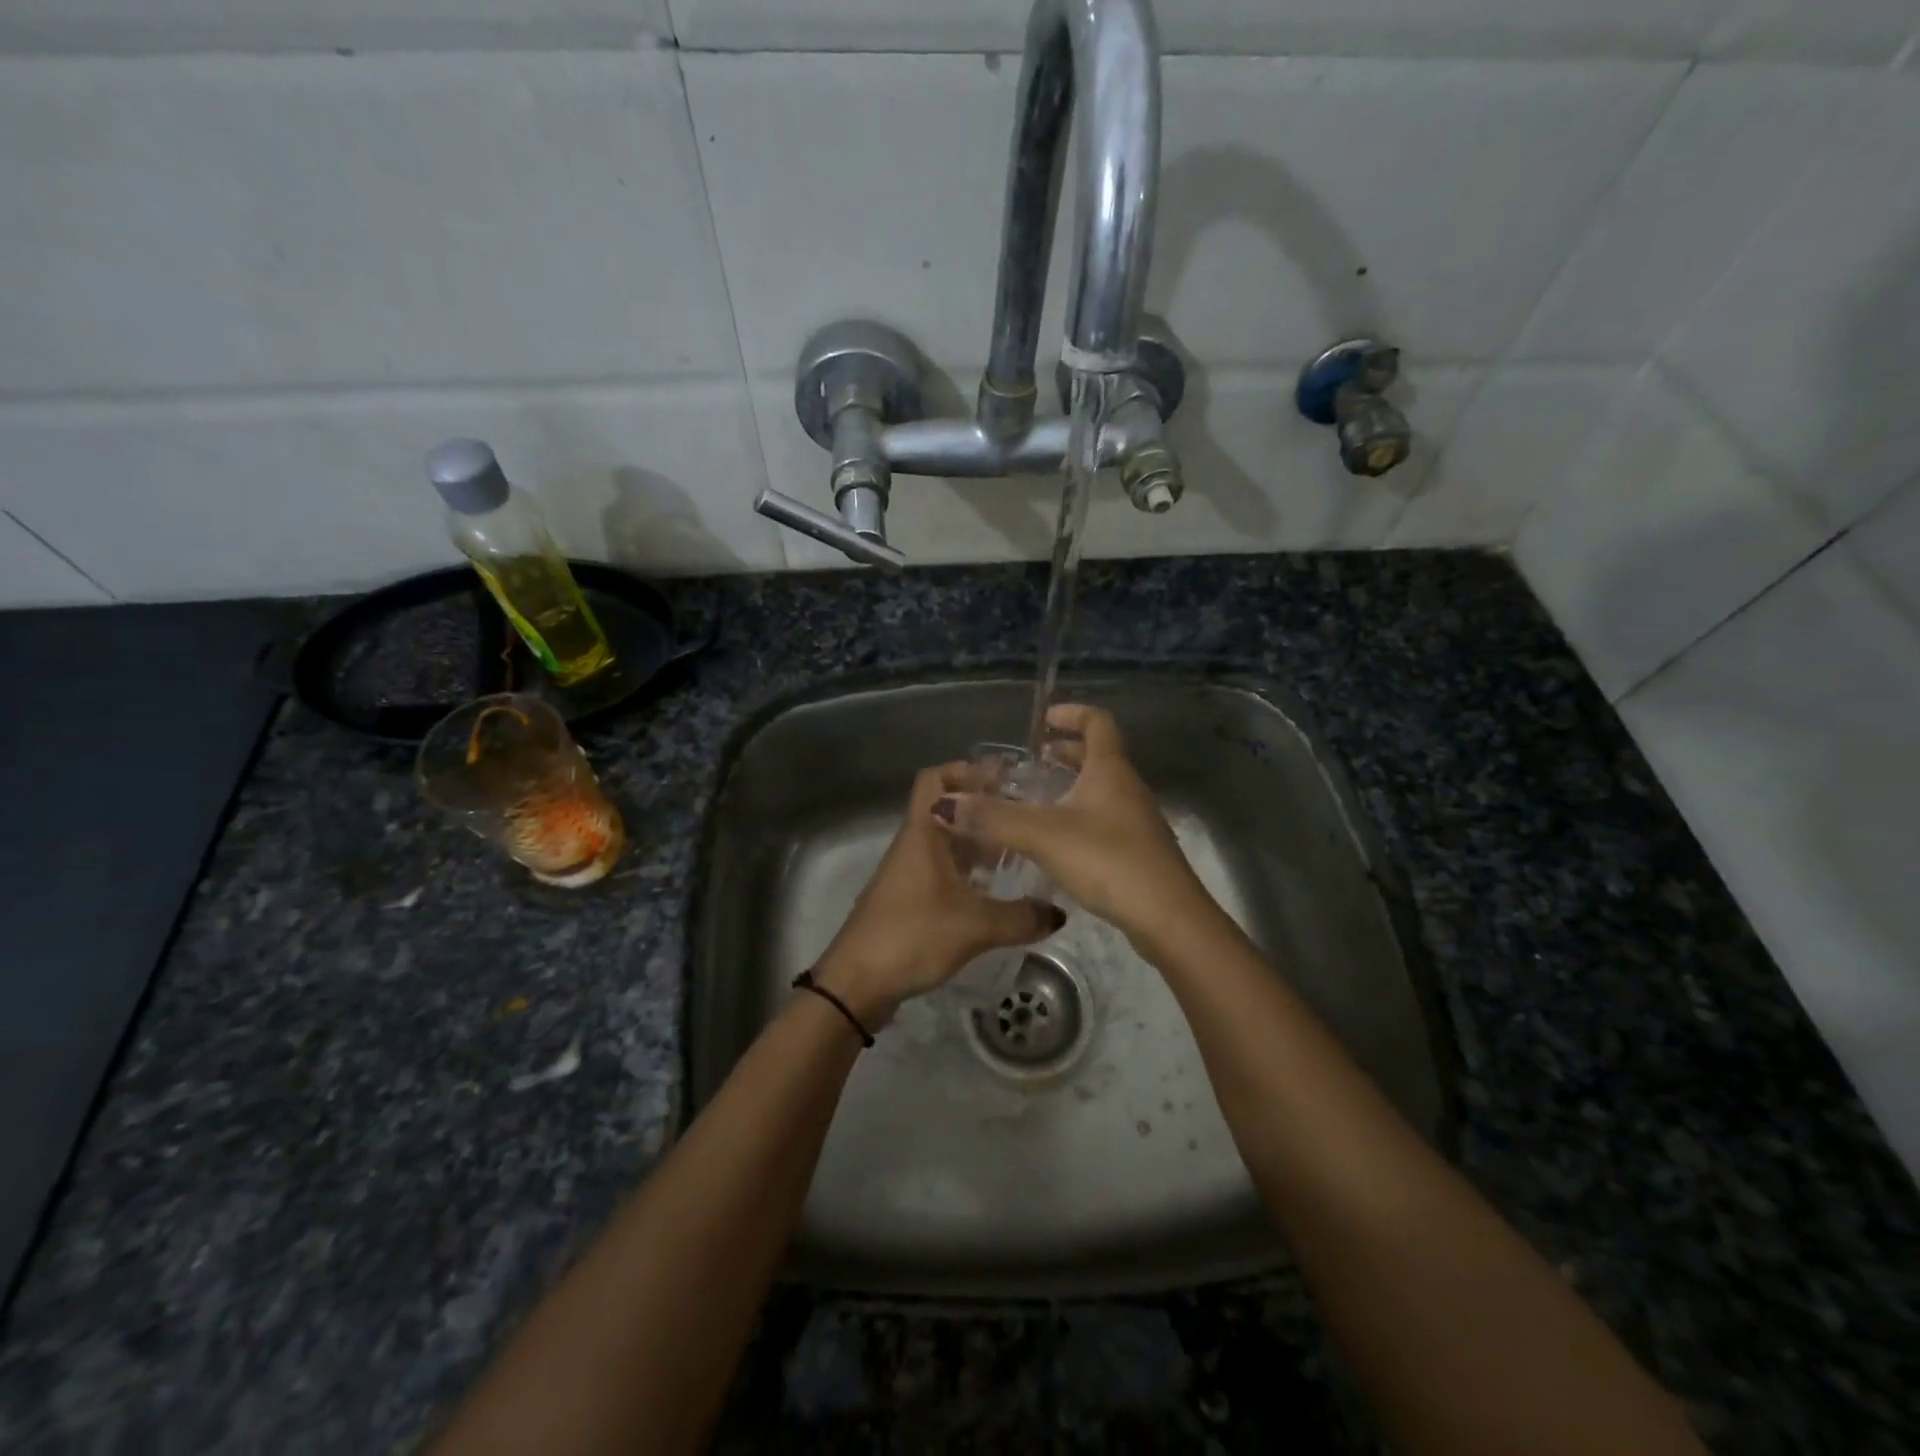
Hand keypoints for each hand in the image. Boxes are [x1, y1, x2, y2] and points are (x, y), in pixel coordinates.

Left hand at [813, 763, 1064, 1028]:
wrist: (857, 982)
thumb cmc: (913, 936)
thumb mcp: (975, 926)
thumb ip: (1021, 918)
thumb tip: (1058, 913)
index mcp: (923, 833)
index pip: (936, 778)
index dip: (967, 770)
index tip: (1006, 780)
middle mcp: (913, 844)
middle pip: (947, 809)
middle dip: (984, 809)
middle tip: (1024, 817)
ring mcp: (908, 872)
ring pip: (946, 842)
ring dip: (977, 843)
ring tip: (1019, 853)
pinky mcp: (907, 898)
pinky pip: (941, 870)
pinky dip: (967, 871)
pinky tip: (994, 891)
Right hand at [928, 704, 1211, 951]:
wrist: (1168, 918)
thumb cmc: (1108, 861)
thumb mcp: (1043, 835)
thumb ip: (993, 818)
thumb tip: (944, 803)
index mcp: (1110, 770)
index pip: (1097, 722)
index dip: (1072, 713)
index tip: (1044, 718)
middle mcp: (1127, 788)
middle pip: (1099, 755)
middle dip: (1067, 751)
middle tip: (1034, 759)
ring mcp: (1136, 820)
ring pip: (1102, 789)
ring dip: (1072, 784)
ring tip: (1038, 797)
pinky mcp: (1138, 851)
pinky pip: (1104, 817)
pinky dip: (1079, 814)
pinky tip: (1057, 839)